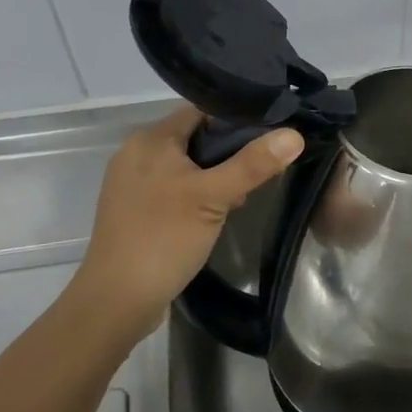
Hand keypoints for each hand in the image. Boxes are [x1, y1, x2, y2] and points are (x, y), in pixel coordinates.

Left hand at [74, 105, 303, 342]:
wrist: (116, 301)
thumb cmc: (164, 237)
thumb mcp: (214, 197)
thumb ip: (253, 164)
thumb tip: (294, 135)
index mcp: (150, 139)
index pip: (201, 111)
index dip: (236, 119)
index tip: (269, 134)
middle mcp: (136, 153)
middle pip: (194, 137)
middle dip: (228, 153)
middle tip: (259, 171)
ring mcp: (132, 183)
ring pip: (185, 165)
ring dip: (214, 176)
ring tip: (241, 195)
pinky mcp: (134, 210)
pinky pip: (173, 187)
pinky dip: (196, 193)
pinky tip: (216, 213)